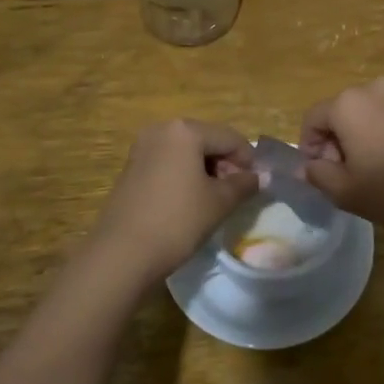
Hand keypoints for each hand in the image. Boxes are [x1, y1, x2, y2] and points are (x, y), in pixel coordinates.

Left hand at [87, 119, 257, 285]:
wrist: (122, 253)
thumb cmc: (177, 221)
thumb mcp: (218, 203)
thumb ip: (244, 184)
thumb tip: (262, 177)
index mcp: (185, 130)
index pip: (230, 138)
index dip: (248, 160)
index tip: (257, 185)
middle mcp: (161, 130)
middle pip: (207, 140)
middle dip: (226, 164)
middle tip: (236, 194)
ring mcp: (142, 147)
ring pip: (187, 152)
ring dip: (206, 170)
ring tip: (214, 200)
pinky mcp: (131, 167)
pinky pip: (168, 162)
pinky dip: (184, 175)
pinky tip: (190, 201)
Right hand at [298, 77, 383, 243]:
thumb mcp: (345, 191)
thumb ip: (317, 174)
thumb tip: (307, 166)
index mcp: (349, 104)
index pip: (313, 118)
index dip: (309, 145)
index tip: (319, 171)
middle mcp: (376, 89)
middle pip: (342, 111)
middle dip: (337, 139)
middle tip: (345, 173)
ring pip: (371, 113)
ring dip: (364, 136)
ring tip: (375, 170)